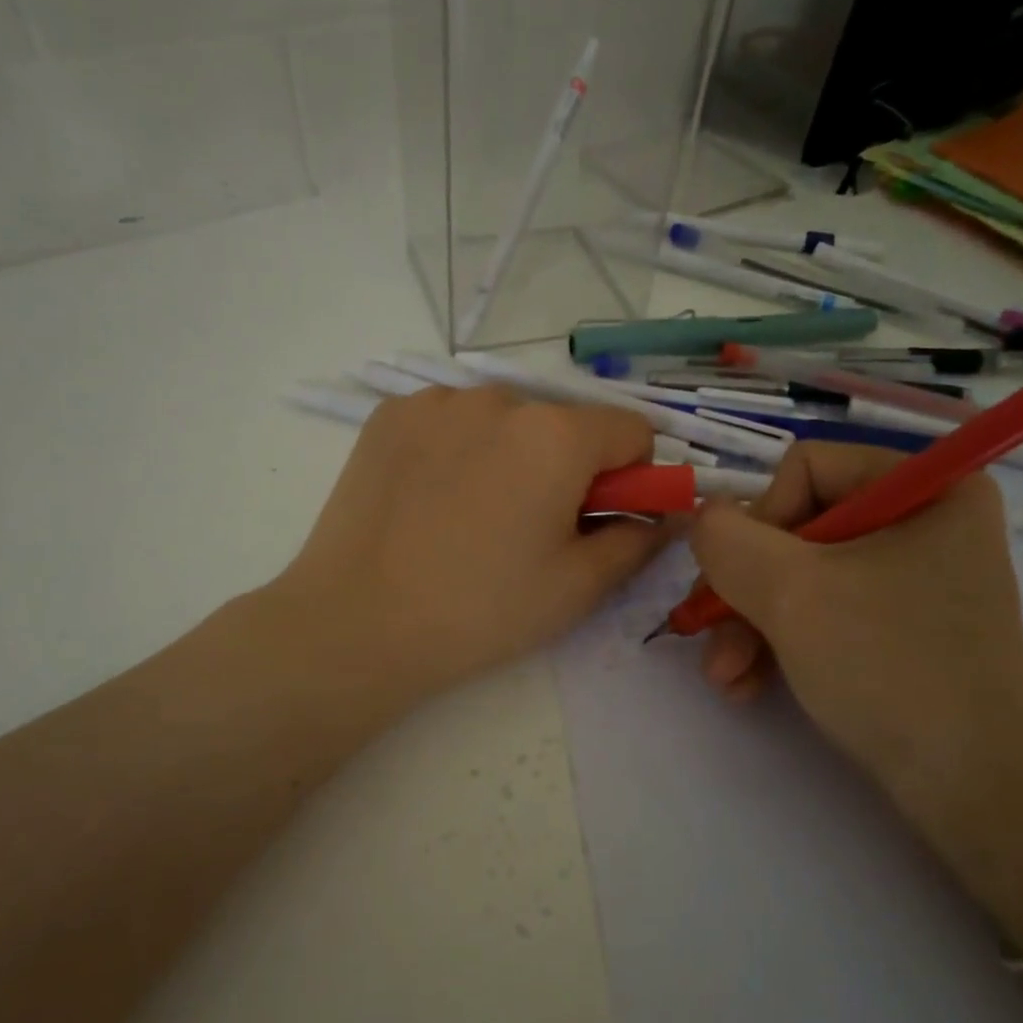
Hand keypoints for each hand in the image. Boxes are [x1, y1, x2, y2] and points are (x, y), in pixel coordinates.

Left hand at [269, 384, 671, 707]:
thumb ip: (638, 540)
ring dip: (509, 455)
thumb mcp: (577, 587)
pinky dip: (457, 449)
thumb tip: (666, 514)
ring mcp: (437, 401)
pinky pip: (451, 420)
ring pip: (505, 420)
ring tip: (472, 517)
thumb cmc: (481, 610)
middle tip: (530, 530)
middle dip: (566, 467)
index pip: (631, 431)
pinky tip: (430, 500)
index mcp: (556, 435)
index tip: (598, 519)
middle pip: (564, 425)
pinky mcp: (391, 415)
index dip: (630, 477)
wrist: (356, 623)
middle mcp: (500, 398)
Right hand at [686, 442, 1022, 863]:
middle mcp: (924, 522)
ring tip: (725, 677)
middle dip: (744, 590)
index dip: (759, 522)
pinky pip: (824, 612)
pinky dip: (779, 644)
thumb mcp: (790, 592)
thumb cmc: (888, 668)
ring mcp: (913, 578)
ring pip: (800, 576)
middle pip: (796, 528)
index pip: (805, 469)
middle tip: (709, 639)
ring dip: (749, 624)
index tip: (740, 582)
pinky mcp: (901, 627)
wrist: (973, 791)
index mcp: (926, 486)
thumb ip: (726, 539)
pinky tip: (748, 686)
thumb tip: (703, 517)